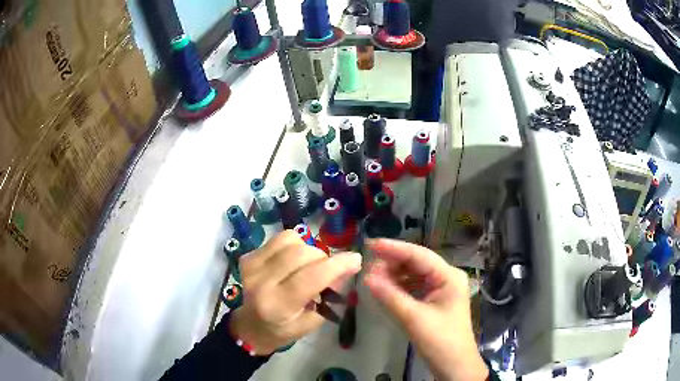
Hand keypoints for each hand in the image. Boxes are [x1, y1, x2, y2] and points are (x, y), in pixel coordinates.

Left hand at [229, 230, 361, 354]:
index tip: (355, 259)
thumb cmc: (283, 330)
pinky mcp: (248, 256)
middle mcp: (262, 282)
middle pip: (302, 254)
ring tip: (308, 266)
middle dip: (323, 259)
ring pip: (291, 240)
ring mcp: (252, 266)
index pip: (311, 278)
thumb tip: (344, 269)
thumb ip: (327, 295)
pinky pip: (280, 238)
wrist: (249, 326)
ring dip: (309, 250)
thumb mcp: (311, 322)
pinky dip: (294, 245)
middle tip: (328, 271)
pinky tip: (292, 260)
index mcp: (278, 306)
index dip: (337, 265)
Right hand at [364, 239, 487, 380]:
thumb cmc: (440, 340)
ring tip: (373, 277)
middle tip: (368, 265)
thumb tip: (366, 277)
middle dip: (393, 263)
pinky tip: (385, 289)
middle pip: (417, 263)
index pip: (419, 255)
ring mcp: (442, 289)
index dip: (394, 249)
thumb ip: (390, 296)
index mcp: (449, 276)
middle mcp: (447, 277)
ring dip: (395, 275)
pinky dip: (400, 287)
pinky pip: (415, 287)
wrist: (455, 366)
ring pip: (415, 275)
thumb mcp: (414, 318)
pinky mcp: (436, 301)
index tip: (370, 244)